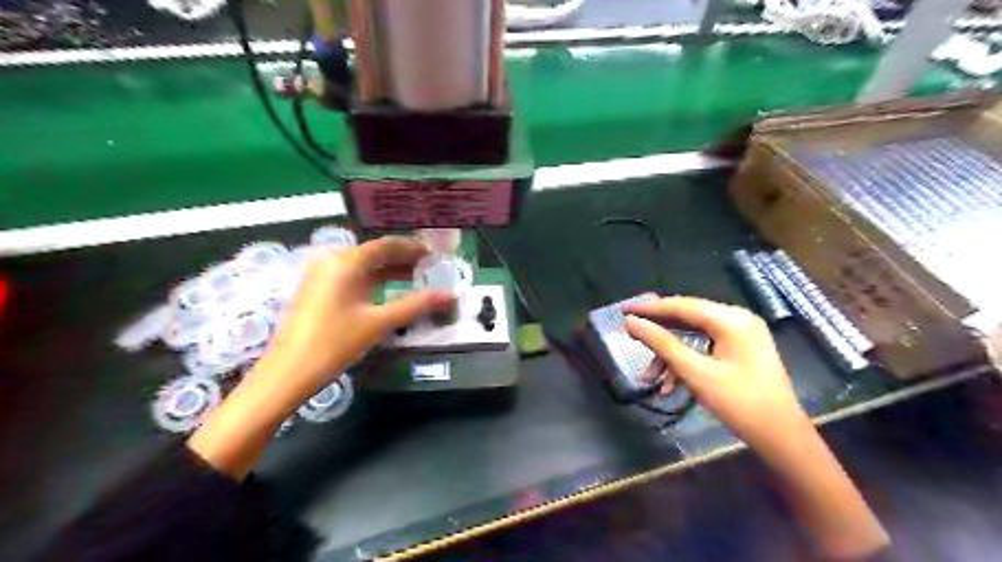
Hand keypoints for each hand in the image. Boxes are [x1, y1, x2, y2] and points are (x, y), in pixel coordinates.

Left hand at [252, 234, 452, 400]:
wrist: (289, 372)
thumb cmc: (335, 343)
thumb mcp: (379, 323)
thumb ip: (415, 305)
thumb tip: (449, 296)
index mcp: (345, 262)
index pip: (386, 245)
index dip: (412, 248)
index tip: (434, 254)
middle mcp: (332, 260)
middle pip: (374, 253)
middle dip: (403, 258)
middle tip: (430, 266)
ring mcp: (321, 274)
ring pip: (363, 265)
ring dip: (389, 269)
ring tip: (416, 277)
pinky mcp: (317, 289)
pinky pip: (351, 276)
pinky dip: (373, 279)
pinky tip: (388, 289)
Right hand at [623, 296, 804, 450]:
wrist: (782, 438)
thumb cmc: (740, 403)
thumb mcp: (695, 372)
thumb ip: (661, 343)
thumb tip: (631, 322)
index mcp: (731, 319)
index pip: (681, 305)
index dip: (649, 307)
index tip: (622, 309)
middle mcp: (737, 320)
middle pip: (686, 318)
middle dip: (658, 333)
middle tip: (630, 336)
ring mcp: (741, 335)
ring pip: (693, 336)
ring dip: (670, 355)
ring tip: (651, 378)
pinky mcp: (740, 350)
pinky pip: (704, 348)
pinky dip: (686, 362)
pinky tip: (670, 385)